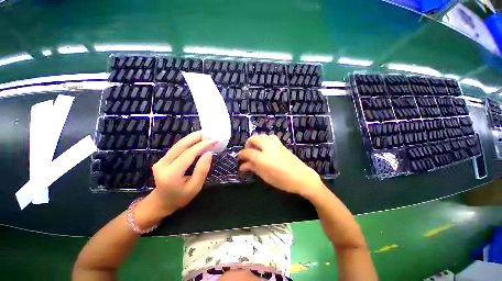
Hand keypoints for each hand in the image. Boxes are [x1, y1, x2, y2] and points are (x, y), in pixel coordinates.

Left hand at [148, 131, 215, 214]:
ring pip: (178, 144)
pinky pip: (177, 147)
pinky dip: (188, 142)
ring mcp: (160, 160)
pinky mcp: (162, 159)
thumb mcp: (195, 187)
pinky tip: (197, 141)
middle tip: (210, 134)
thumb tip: (208, 153)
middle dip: (196, 137)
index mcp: (171, 174)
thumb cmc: (181, 197)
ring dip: (192, 138)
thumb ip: (202, 170)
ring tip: (205, 135)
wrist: (161, 202)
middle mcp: (163, 164)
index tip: (214, 140)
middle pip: (181, 145)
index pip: (188, 154)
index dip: (202, 145)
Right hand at [238, 134, 324, 198]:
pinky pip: (270, 137)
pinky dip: (265, 139)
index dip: (241, 154)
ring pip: (262, 136)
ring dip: (256, 140)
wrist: (302, 177)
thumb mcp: (265, 176)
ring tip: (256, 149)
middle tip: (248, 153)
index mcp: (263, 158)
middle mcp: (268, 148)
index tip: (239, 158)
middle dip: (248, 144)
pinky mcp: (281, 144)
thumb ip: (253, 168)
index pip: (247, 152)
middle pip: (253, 139)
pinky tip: (266, 147)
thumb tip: (242, 166)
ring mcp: (275, 144)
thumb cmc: (283, 181)